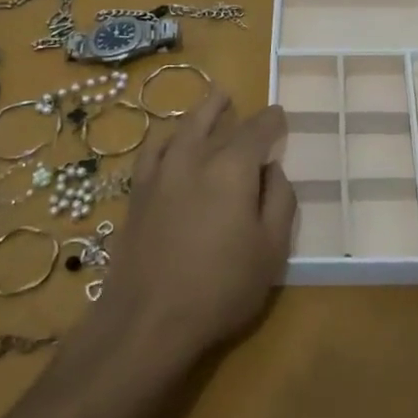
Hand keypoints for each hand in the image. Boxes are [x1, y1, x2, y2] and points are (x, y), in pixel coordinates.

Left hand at [94, 90, 295, 364]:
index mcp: (232, 169)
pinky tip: (169, 142)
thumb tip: (273, 170)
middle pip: (214, 123)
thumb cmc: (221, 288)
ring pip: (180, 130)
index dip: (271, 120)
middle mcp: (193, 159)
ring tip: (209, 104)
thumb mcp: (271, 250)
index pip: (256, 131)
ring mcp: (159, 174)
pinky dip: (165, 139)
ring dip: (198, 114)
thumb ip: (279, 201)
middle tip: (235, 97)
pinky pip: (152, 152)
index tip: (280, 114)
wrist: (147, 321)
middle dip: (228, 109)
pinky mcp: (136, 194)